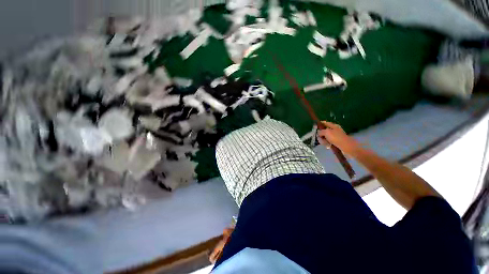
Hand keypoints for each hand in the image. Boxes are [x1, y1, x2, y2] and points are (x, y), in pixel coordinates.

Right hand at [318, 121, 359, 155]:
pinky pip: (328, 142)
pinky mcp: (335, 142)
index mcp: (333, 126)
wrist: (347, 147)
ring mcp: (335, 136)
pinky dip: (327, 144)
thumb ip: (321, 131)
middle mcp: (334, 130)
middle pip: (323, 131)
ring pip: (325, 137)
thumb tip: (318, 132)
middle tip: (320, 138)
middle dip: (321, 135)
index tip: (314, 126)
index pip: (325, 123)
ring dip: (323, 141)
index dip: (320, 124)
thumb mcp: (327, 132)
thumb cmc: (337, 138)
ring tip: (326, 144)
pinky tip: (328, 146)